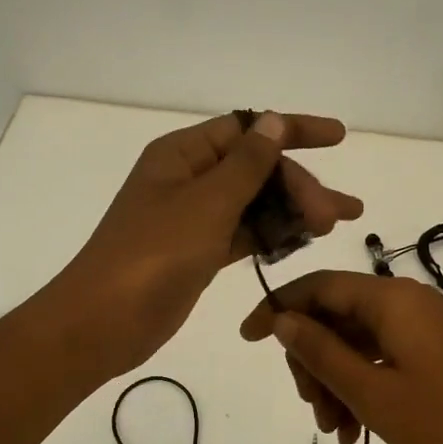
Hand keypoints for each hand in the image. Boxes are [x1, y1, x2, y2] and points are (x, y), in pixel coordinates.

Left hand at [54, 113, 362, 375]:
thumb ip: (247, 164)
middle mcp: (189, 178)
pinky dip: (272, 235)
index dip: (293, 129)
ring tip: (334, 225)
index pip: (246, 128)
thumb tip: (274, 121)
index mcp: (182, 154)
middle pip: (255, 168)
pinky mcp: (199, 251)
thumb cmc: (153, 254)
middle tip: (336, 215)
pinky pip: (244, 232)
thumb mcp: (206, 203)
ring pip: (254, 203)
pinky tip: (303, 241)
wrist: (103, 322)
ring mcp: (193, 217)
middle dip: (299, 185)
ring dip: (293, 211)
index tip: (339, 136)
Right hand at [239, 270, 442, 443]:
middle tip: (311, 409)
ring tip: (335, 429)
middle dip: (312, 360)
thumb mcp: (369, 391)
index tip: (249, 338)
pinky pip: (380, 354)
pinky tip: (354, 428)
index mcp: (388, 298)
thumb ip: (320, 351)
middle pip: (334, 315)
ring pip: (355, 340)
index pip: (317, 286)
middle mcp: (403, 300)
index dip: (278, 307)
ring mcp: (419, 323)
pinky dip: (361, 383)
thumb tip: (282, 320)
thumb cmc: (441, 417)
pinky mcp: (430, 345)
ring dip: (335, 380)